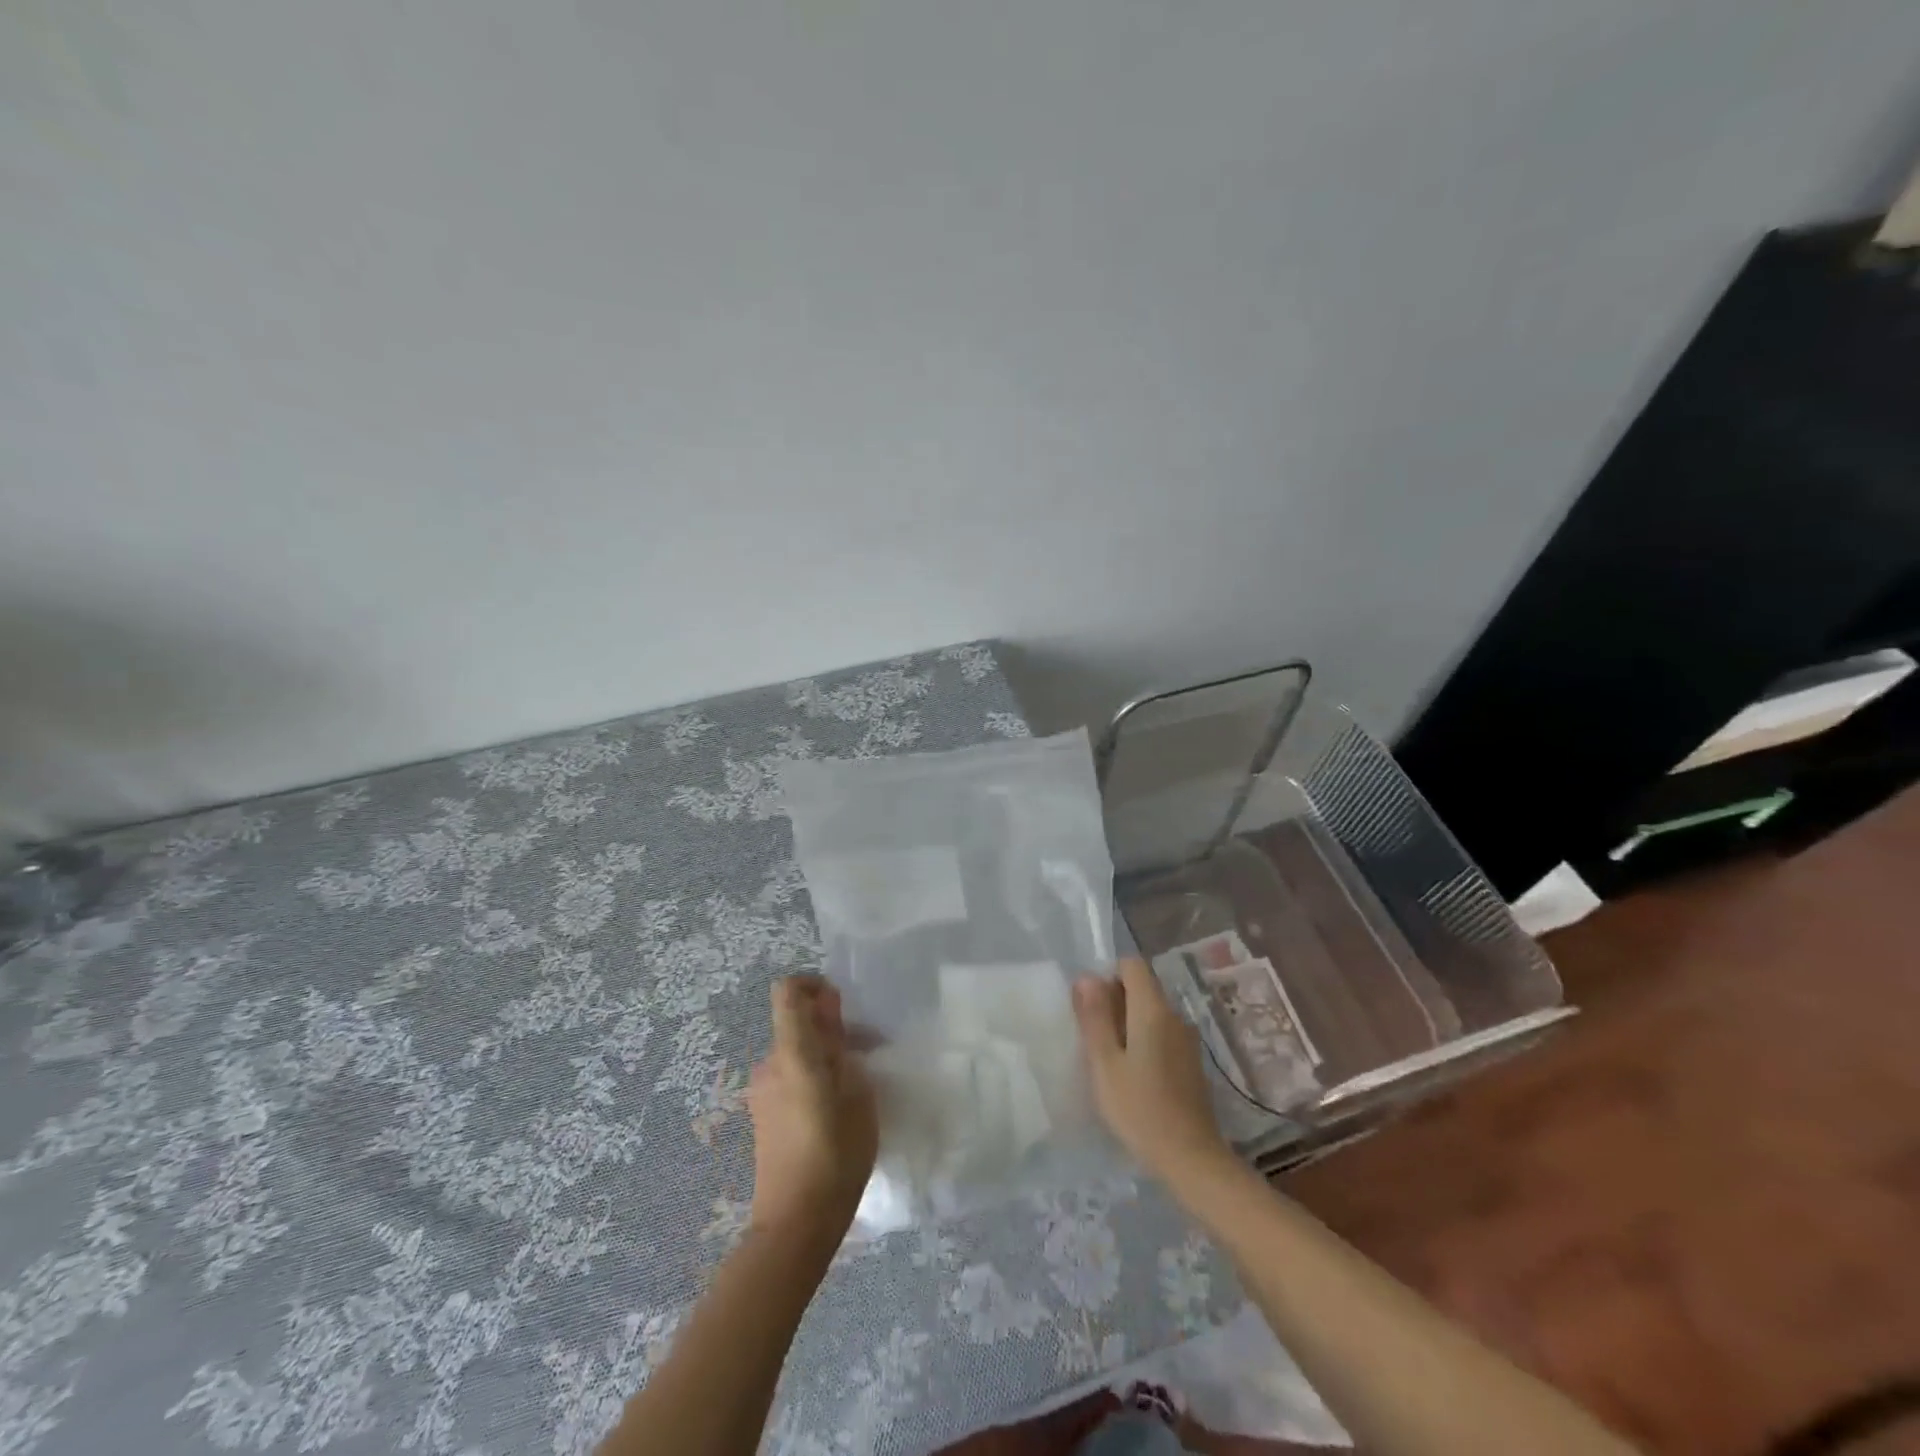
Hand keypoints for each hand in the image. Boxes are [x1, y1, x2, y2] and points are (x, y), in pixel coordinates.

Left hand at [746, 974, 878, 1247]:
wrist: (795, 1224)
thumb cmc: (836, 1152)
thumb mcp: (855, 1092)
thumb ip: (838, 1043)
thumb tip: (829, 1006)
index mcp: (792, 1052)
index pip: (788, 992)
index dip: (813, 985)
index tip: (841, 1006)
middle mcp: (769, 1064)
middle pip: (796, 1025)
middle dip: (830, 1030)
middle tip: (867, 1055)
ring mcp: (761, 1092)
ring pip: (795, 1054)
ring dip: (823, 1058)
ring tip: (857, 1088)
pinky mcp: (762, 1116)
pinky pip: (789, 1079)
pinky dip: (811, 1080)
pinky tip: (836, 1112)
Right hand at [1073, 958, 1230, 1181]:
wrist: (1191, 1158)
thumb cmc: (1140, 1109)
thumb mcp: (1105, 1063)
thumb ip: (1095, 1017)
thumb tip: (1086, 976)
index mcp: (1153, 1010)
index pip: (1132, 965)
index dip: (1108, 976)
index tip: (1092, 1008)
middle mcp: (1174, 1015)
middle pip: (1142, 987)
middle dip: (1114, 1002)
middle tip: (1094, 1039)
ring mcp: (1186, 1039)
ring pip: (1150, 1012)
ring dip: (1127, 1024)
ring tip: (1109, 1060)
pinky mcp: (1191, 1061)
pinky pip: (1161, 1034)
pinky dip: (1143, 1041)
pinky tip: (1132, 1075)